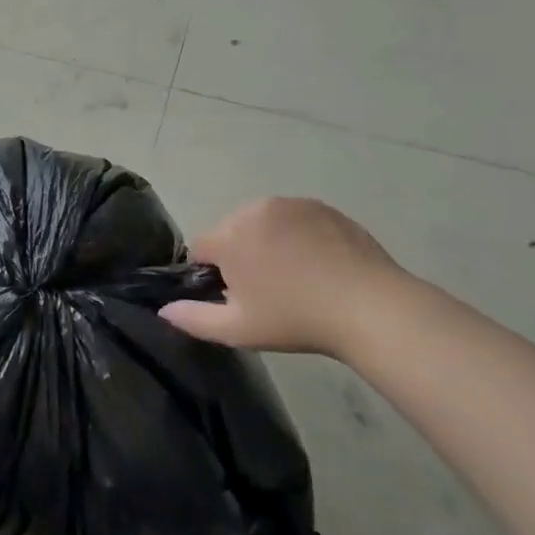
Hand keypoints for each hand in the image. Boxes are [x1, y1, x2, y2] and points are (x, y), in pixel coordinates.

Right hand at [160, 197, 406, 358]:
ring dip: (266, 242)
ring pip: (260, 222)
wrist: (370, 308)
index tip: (236, 296)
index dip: (212, 273)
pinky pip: (292, 218)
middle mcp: (254, 210)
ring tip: (294, 274)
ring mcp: (291, 204)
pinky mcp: (321, 207)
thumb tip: (163, 309)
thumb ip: (193, 318)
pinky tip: (316, 263)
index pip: (200, 248)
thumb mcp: (237, 329)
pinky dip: (295, 235)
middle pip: (230, 231)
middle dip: (238, 254)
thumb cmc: (296, 320)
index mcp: (229, 236)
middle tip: (267, 289)